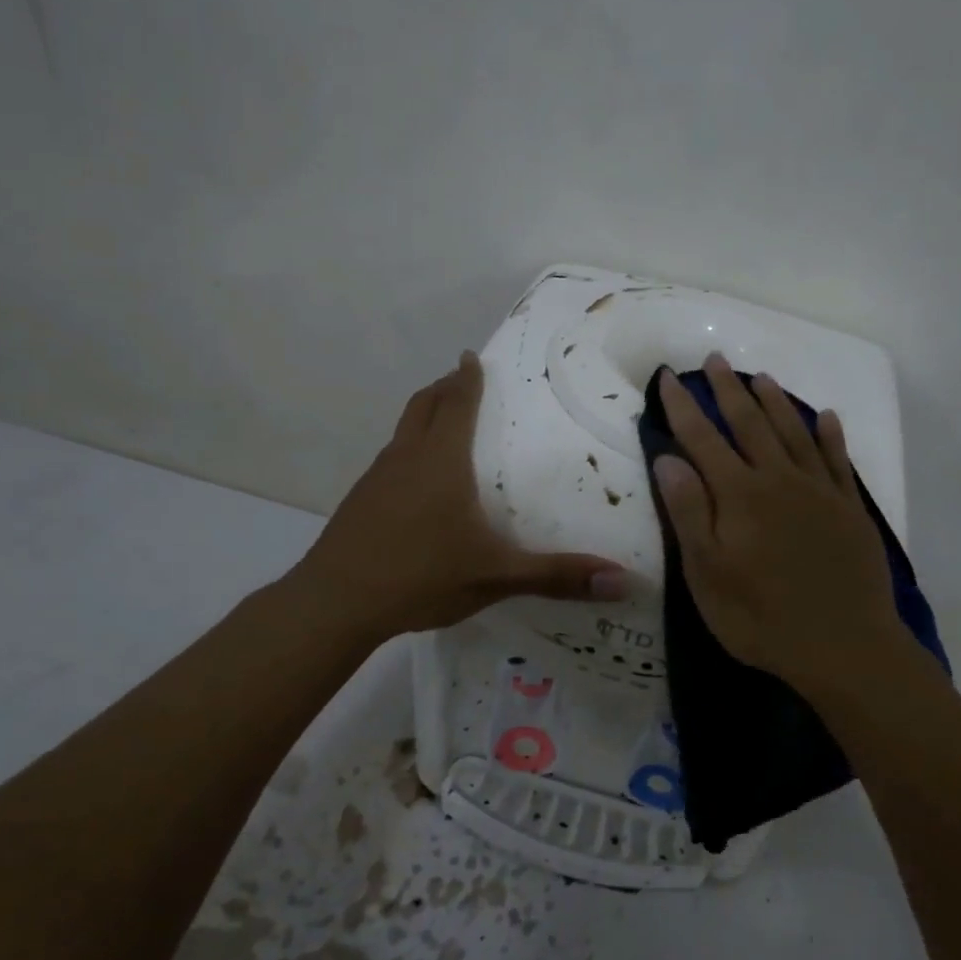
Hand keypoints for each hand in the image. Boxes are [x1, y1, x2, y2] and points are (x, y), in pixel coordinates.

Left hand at [290, 352, 627, 645]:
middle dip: (443, 389)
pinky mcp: (359, 502)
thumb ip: (558, 576)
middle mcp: (406, 458)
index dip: (466, 379)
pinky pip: (390, 460)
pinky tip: (417, 484)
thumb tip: (624, 582)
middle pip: (423, 406)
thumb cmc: (421, 575)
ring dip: (424, 417)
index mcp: (441, 461)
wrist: (336, 603)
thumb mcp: (497, 576)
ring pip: (402, 432)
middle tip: (462, 380)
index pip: (456, 404)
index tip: (471, 357)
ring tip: (443, 423)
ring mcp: (376, 479)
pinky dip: (408, 451)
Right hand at [652, 355, 907, 697]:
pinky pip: (837, 459)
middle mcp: (778, 479)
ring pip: (793, 431)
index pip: (702, 439)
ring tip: (760, 377)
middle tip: (715, 360)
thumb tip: (669, 458)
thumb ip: (690, 512)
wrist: (844, 646)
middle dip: (728, 390)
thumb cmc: (762, 617)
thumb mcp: (707, 574)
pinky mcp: (849, 508)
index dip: (681, 407)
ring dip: (775, 402)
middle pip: (749, 423)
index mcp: (738, 495)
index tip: (667, 377)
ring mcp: (818, 490)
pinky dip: (830, 434)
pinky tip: (827, 417)